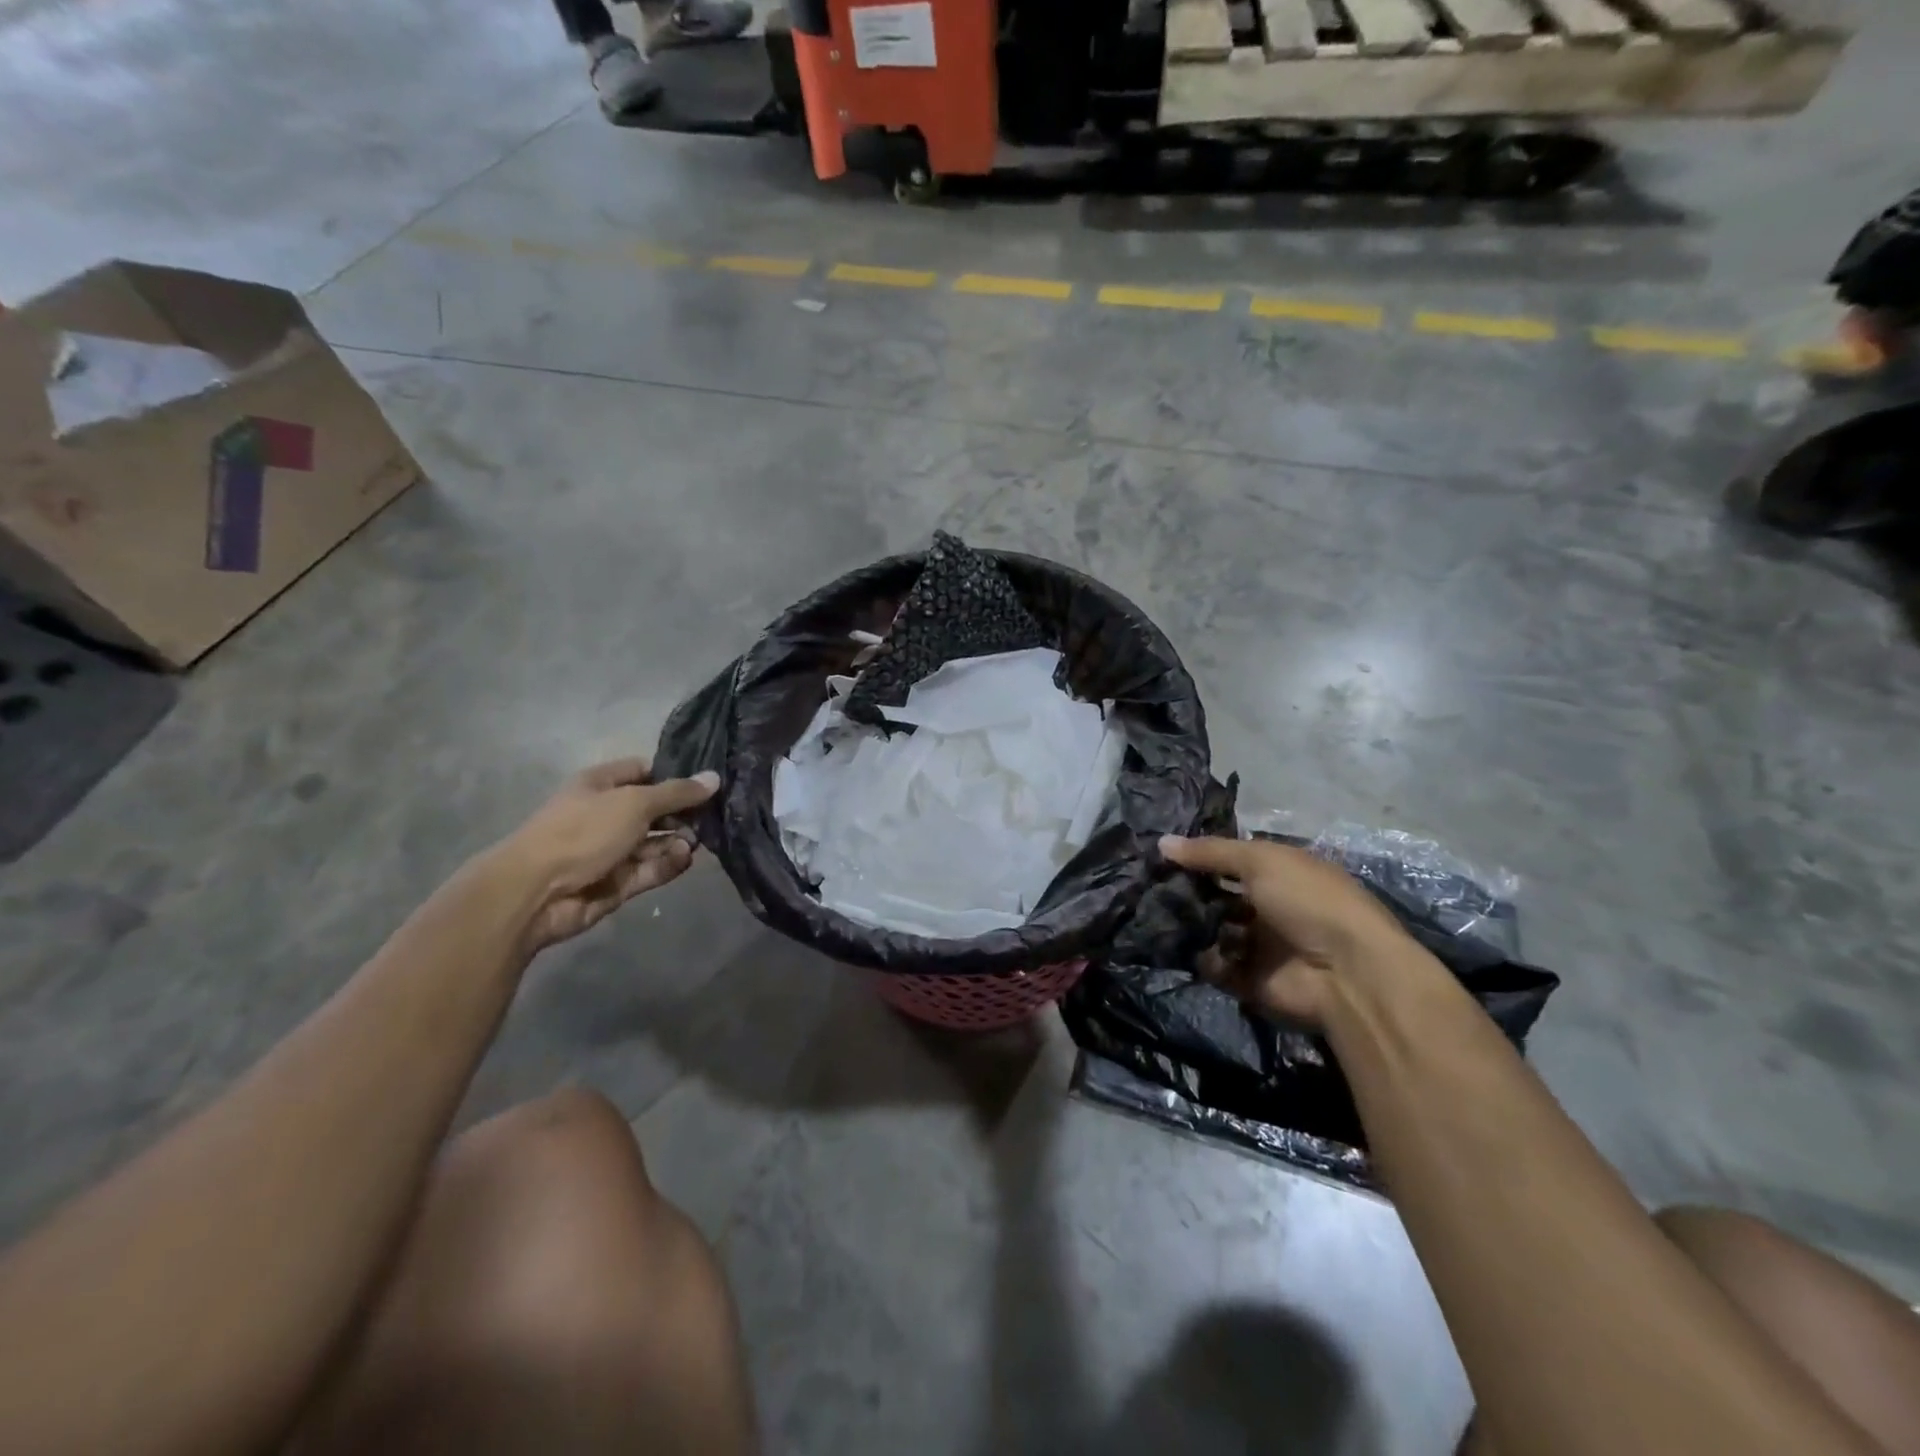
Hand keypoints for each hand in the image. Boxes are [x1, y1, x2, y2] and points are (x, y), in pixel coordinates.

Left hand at [498, 759, 719, 952]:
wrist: (535, 892)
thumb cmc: (583, 831)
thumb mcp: (635, 802)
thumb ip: (678, 792)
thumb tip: (714, 778)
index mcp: (601, 785)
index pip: (644, 771)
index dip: (673, 775)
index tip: (705, 782)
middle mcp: (606, 814)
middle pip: (655, 809)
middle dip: (683, 814)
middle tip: (711, 817)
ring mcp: (611, 850)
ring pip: (656, 842)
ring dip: (678, 841)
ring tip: (694, 843)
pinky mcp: (617, 882)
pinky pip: (650, 869)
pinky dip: (668, 864)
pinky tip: (683, 859)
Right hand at [1158, 834, 1433, 1026]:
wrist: (1346, 974)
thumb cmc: (1308, 901)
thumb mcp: (1260, 861)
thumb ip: (1210, 852)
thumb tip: (1161, 842)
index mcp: (1280, 874)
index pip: (1231, 861)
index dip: (1200, 857)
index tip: (1161, 854)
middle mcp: (1269, 907)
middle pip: (1218, 896)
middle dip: (1188, 892)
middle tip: (1151, 886)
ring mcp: (1260, 945)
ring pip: (1212, 929)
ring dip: (1190, 924)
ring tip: (1158, 914)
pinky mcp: (1249, 979)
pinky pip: (1214, 965)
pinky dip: (1200, 957)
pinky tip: (1181, 944)